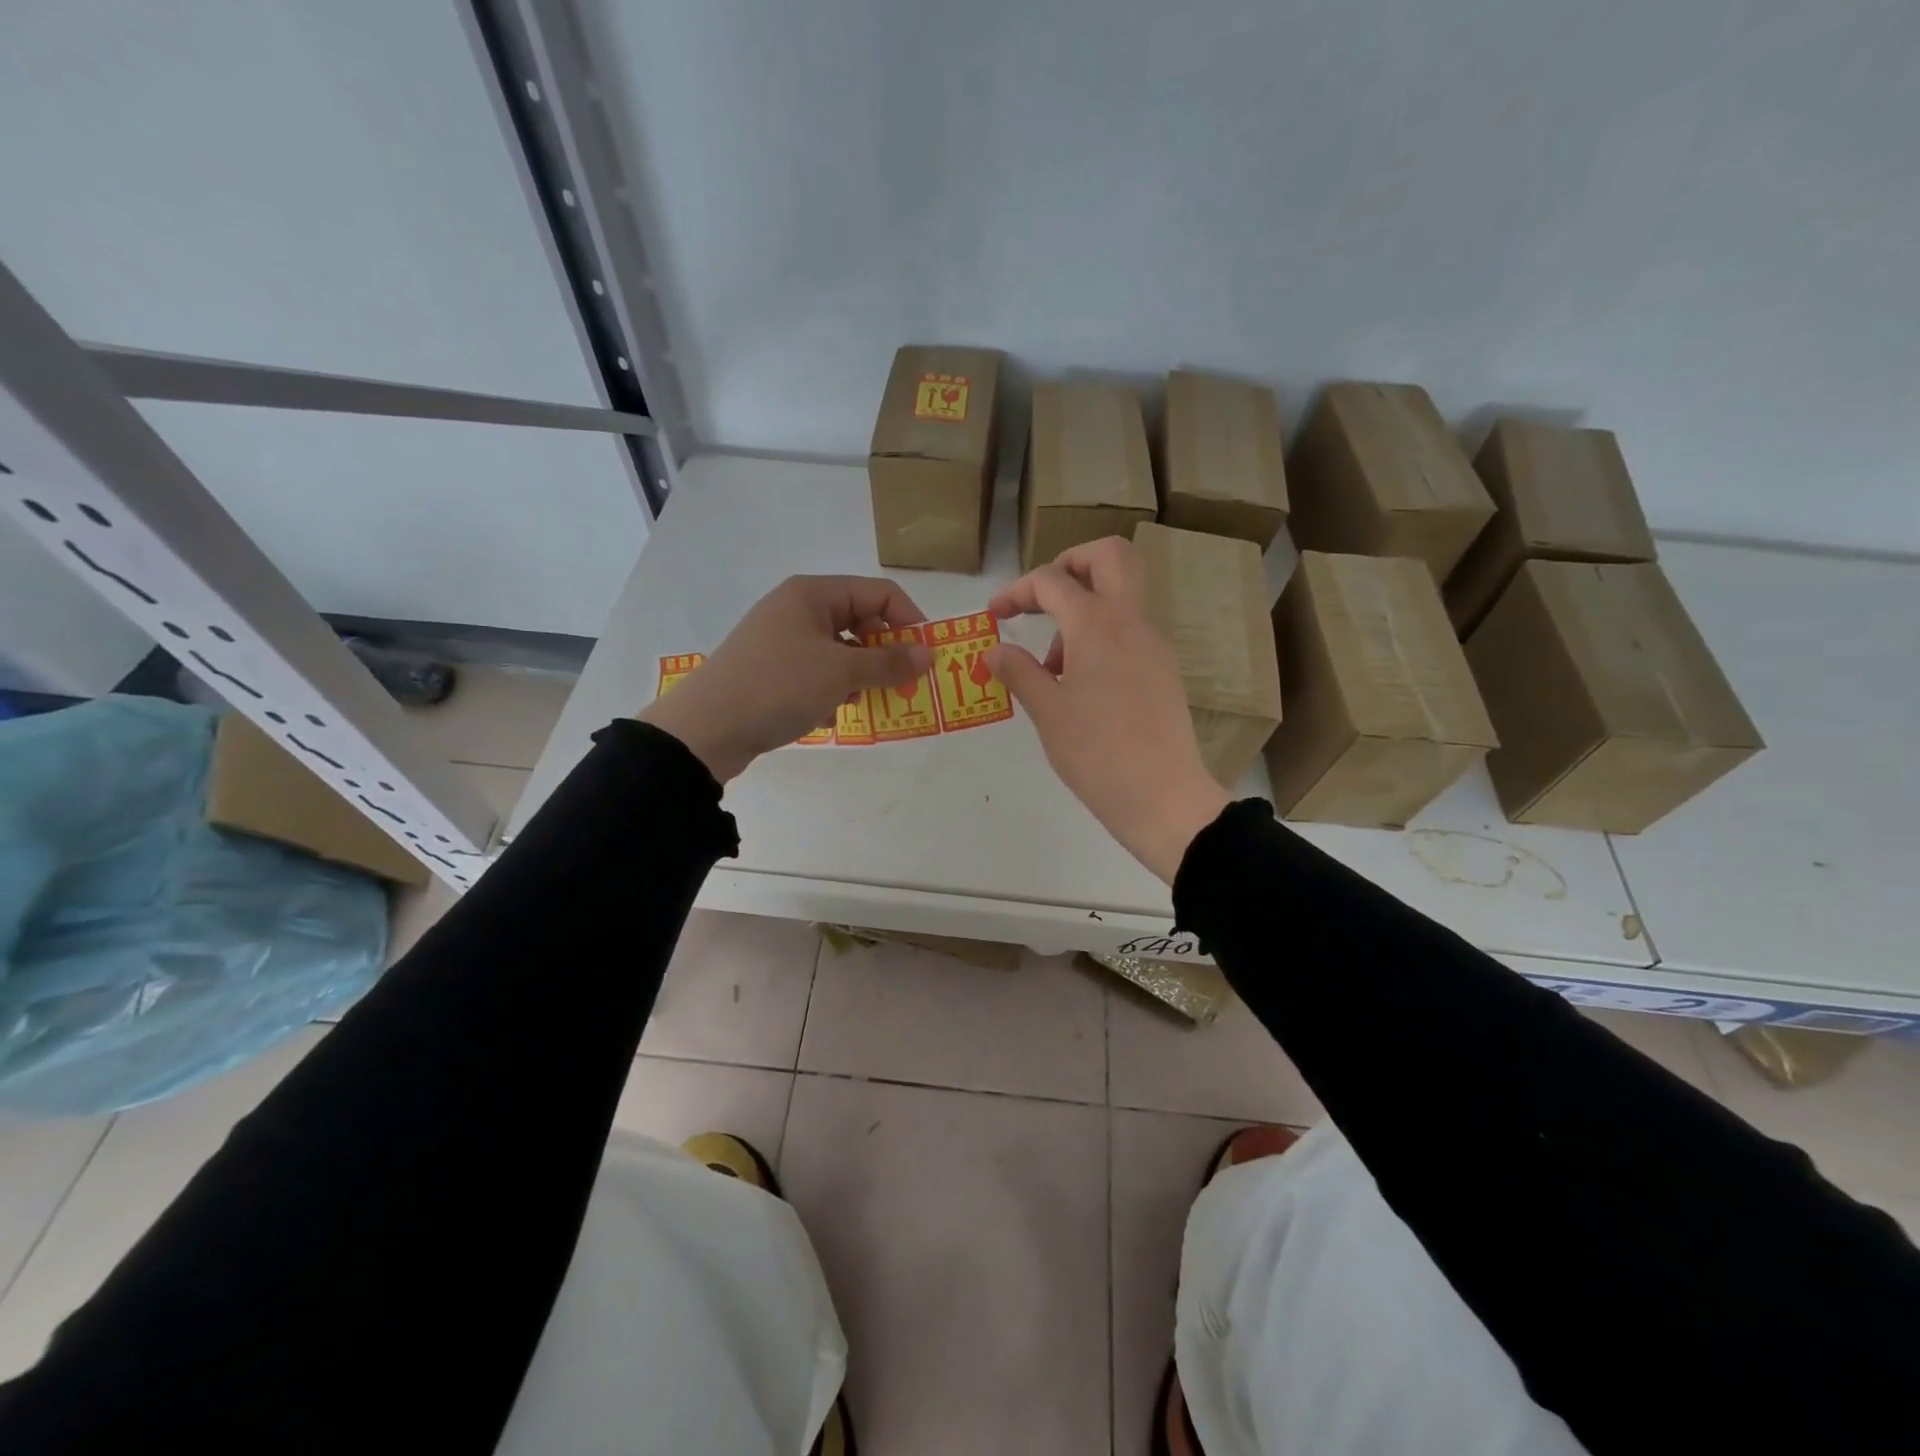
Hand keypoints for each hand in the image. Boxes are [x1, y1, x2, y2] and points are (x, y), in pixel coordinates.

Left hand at [639, 575, 930, 782]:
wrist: (706, 729)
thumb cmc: (779, 686)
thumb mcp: (841, 673)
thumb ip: (889, 662)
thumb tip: (928, 653)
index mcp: (813, 594)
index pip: (879, 594)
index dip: (909, 621)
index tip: (926, 657)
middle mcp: (797, 609)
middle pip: (859, 622)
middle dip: (882, 654)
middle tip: (898, 686)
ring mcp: (782, 641)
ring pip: (839, 652)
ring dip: (856, 678)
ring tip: (855, 703)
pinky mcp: (772, 671)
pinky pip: (816, 674)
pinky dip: (829, 692)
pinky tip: (825, 716)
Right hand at [986, 537, 1230, 882]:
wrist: (1162, 797)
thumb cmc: (1095, 752)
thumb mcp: (1047, 711)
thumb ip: (1018, 671)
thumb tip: (995, 650)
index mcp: (1096, 624)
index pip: (1052, 580)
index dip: (1016, 590)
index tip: (994, 615)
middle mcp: (1130, 621)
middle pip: (1109, 556)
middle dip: (1069, 564)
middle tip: (1041, 600)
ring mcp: (1153, 644)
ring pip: (1120, 596)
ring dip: (1083, 608)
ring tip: (1052, 668)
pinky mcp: (1163, 670)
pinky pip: (1128, 632)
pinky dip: (1100, 637)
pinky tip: (1080, 686)